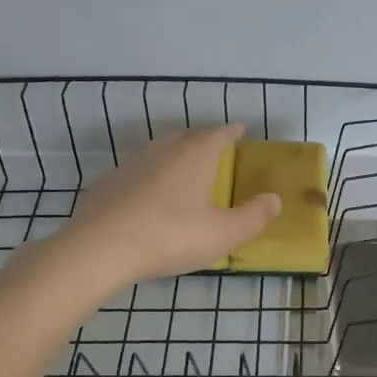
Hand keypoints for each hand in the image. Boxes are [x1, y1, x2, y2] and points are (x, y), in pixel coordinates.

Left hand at [67, 123, 279, 283]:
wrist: (100, 248)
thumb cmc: (171, 236)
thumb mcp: (223, 234)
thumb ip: (253, 217)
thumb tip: (275, 199)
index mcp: (195, 156)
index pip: (219, 135)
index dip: (231, 132)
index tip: (240, 129)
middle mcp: (164, 151)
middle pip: (187, 136)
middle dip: (202, 139)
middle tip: (213, 146)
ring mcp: (132, 164)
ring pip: (159, 151)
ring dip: (174, 154)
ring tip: (182, 168)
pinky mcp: (108, 183)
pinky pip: (137, 171)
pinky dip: (149, 176)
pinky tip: (148, 195)